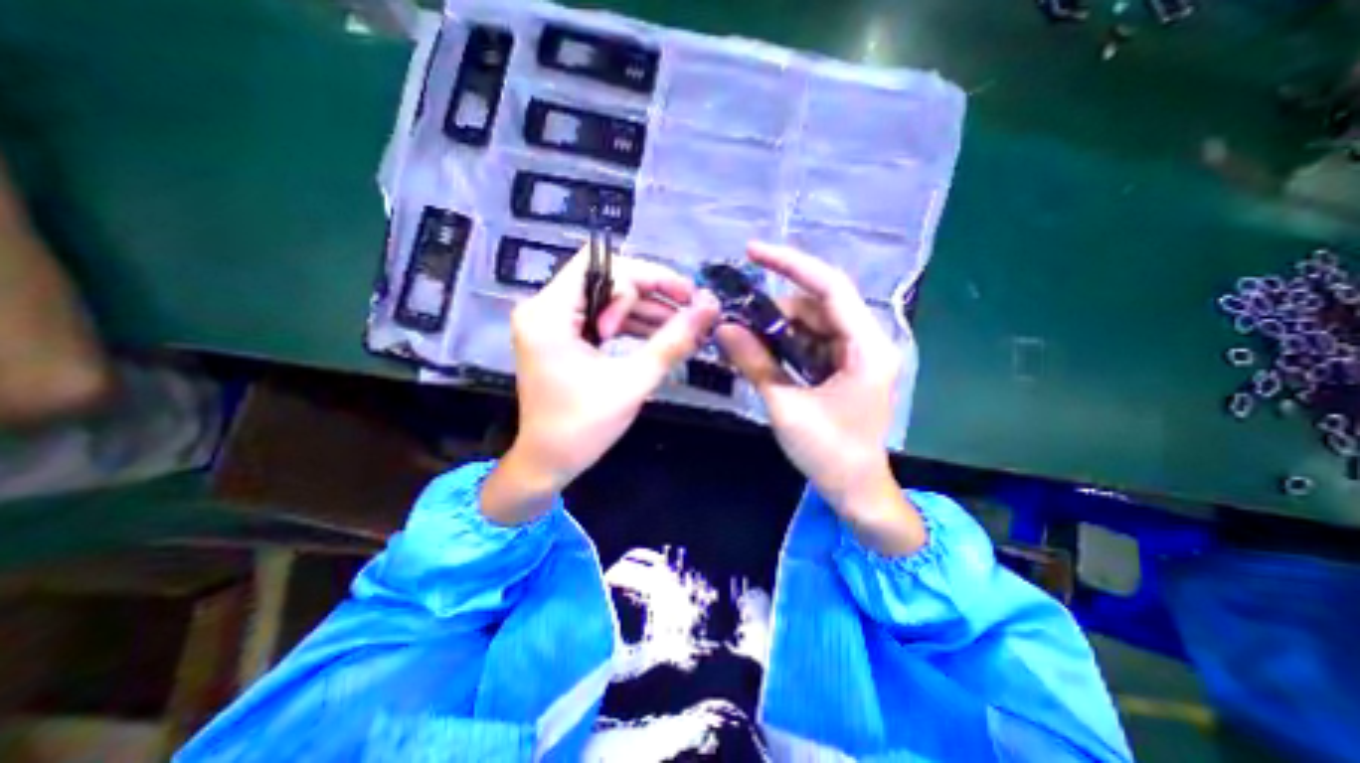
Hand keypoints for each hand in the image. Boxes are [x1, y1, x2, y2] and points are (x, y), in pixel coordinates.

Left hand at [480, 250, 716, 525]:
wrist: (547, 463)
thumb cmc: (583, 428)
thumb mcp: (633, 381)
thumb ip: (672, 341)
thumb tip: (710, 309)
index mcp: (550, 314)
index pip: (603, 265)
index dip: (648, 274)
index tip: (684, 295)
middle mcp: (544, 308)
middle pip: (606, 278)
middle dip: (651, 293)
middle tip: (689, 310)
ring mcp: (551, 322)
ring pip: (607, 297)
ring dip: (645, 310)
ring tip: (683, 326)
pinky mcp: (561, 336)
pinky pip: (601, 317)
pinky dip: (631, 324)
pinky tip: (660, 335)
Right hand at [714, 240, 923, 553]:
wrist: (856, 490)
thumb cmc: (829, 453)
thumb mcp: (785, 406)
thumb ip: (755, 363)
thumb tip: (723, 328)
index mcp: (865, 347)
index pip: (829, 287)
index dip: (791, 264)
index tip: (753, 253)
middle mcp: (866, 342)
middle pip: (816, 306)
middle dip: (774, 310)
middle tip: (736, 320)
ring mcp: (855, 354)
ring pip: (810, 324)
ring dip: (776, 329)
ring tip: (743, 340)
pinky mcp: (844, 367)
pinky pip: (810, 343)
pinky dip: (785, 345)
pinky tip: (761, 353)